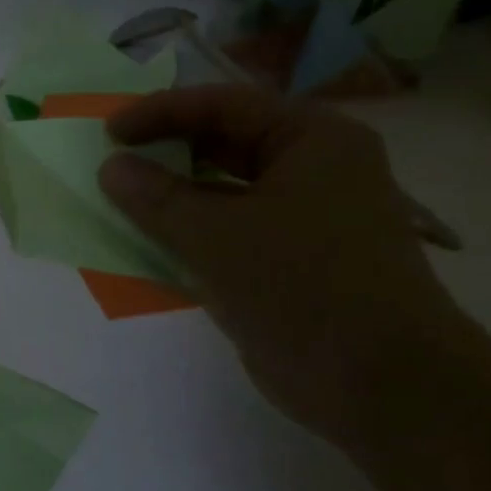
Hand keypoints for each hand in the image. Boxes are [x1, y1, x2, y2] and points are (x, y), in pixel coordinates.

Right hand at [98, 86, 476, 447]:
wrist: (381, 384)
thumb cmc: (303, 287)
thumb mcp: (216, 236)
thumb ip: (156, 198)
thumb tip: (110, 167)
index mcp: (312, 140)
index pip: (225, 106)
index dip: (161, 113)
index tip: (109, 131)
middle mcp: (314, 169)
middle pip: (226, 144)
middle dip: (167, 152)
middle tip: (112, 162)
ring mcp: (304, 218)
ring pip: (224, 192)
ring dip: (173, 196)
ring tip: (120, 201)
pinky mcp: (289, 261)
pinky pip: (228, 232)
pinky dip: (189, 233)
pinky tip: (149, 243)